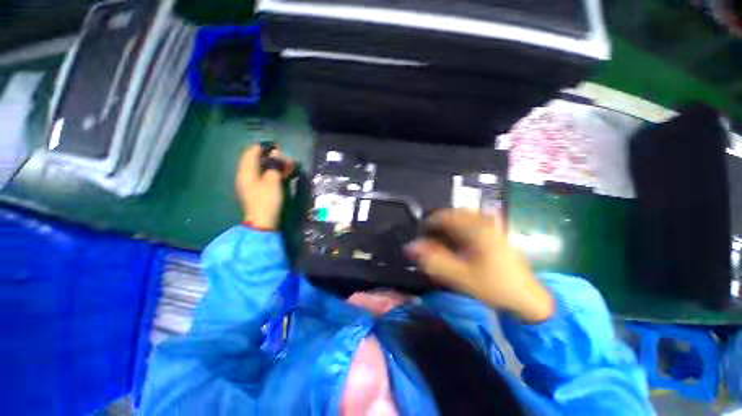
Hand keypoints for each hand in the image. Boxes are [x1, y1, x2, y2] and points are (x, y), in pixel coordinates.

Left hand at [235, 144, 294, 229]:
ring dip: (273, 165)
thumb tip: (276, 156)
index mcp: (246, 171)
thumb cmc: (267, 200)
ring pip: (261, 168)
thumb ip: (274, 166)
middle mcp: (245, 175)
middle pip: (256, 160)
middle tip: (285, 158)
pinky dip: (272, 173)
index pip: (251, 152)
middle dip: (271, 157)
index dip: (263, 147)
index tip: (277, 146)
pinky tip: (283, 173)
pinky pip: (263, 176)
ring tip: (287, 165)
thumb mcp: (273, 181)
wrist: (263, 221)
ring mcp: (250, 183)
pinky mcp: (256, 190)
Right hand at [406, 210, 554, 322]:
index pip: (444, 216)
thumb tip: (411, 247)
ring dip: (447, 228)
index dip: (428, 224)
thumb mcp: (460, 276)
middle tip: (429, 241)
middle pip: (452, 215)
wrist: (527, 298)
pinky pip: (469, 224)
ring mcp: (491, 226)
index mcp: (476, 229)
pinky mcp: (493, 232)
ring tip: (440, 242)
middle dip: (438, 226)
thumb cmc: (494, 286)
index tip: (420, 236)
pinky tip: (456, 244)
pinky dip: (458, 231)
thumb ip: (434, 261)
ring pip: (460, 218)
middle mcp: (484, 222)